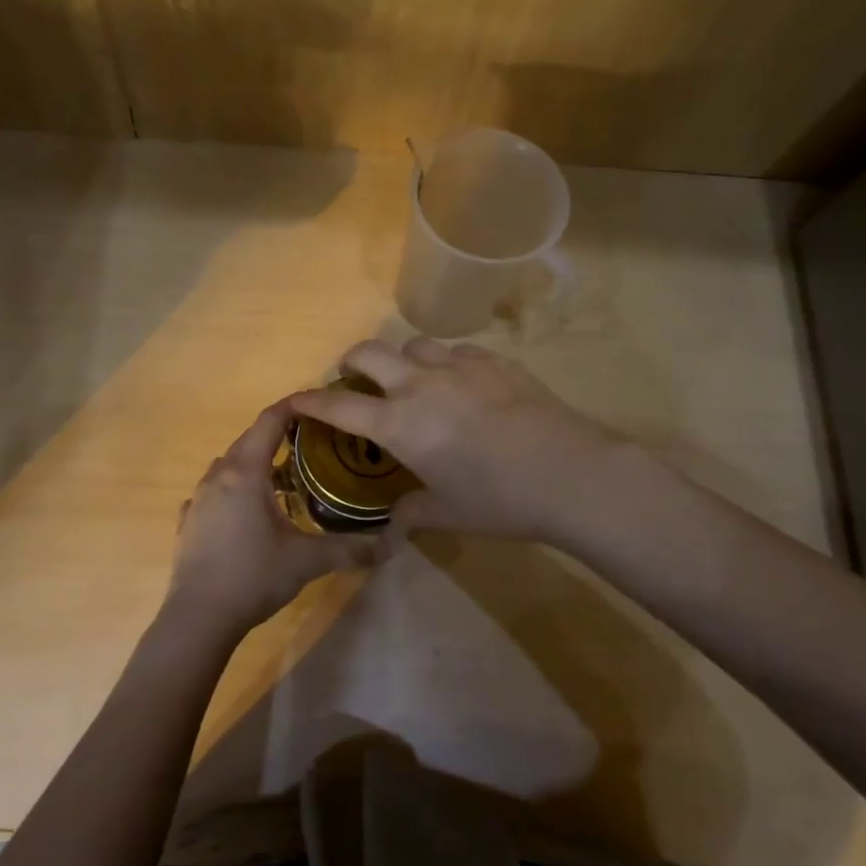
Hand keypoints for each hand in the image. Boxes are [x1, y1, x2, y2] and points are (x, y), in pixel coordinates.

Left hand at [169, 400, 380, 635]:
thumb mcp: (307, 561)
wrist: (198, 617)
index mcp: (245, 472)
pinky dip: (231, 489)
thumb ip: (349, 549)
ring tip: (279, 476)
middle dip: (276, 434)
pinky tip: (244, 510)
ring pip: (228, 465)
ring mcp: (197, 499)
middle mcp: (217, 476)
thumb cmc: (252, 576)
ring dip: (252, 462)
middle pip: (248, 440)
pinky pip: (212, 492)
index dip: (292, 406)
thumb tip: (391, 544)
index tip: (315, 402)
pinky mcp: (187, 522)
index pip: (269, 421)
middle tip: (308, 440)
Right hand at [291, 338, 634, 543]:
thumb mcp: (449, 513)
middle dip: (352, 361)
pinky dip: (447, 362)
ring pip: (415, 344)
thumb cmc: (499, 500)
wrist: (569, 473)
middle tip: (355, 377)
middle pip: (369, 352)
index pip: (340, 407)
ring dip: (403, 359)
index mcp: (400, 424)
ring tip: (415, 379)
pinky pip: (458, 351)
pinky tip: (463, 383)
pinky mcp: (494, 360)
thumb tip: (396, 522)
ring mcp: (458, 366)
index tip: (295, 399)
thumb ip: (413, 512)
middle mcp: (420, 385)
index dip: (312, 402)